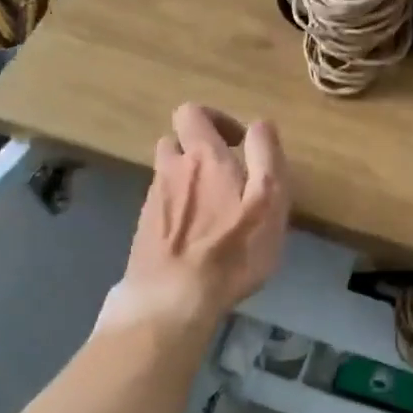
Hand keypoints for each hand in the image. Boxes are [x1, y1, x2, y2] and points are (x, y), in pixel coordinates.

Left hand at [107, 104, 287, 328]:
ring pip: (168, 175)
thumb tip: (260, 124)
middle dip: (200, 150)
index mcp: (203, 157)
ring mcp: (153, 201)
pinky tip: (199, 237)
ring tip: (217, 209)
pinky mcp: (145, 230)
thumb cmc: (231, 250)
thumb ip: (266, 156)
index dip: (215, 119)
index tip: (238, 143)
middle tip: (228, 175)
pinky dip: (181, 209)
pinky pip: (164, 204)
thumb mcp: (268, 200)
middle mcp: (171, 171)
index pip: (192, 113)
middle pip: (176, 142)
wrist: (171, 300)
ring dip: (190, 180)